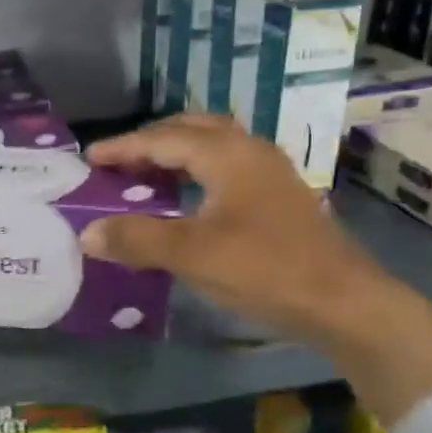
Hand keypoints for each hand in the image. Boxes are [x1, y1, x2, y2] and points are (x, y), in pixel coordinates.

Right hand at [80, 113, 385, 341]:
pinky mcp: (280, 198)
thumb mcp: (192, 255)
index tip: (90, 157)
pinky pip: (228, 168)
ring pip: (215, 147)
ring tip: (147, 176)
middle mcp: (250, 151)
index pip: (164, 139)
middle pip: (193, 130)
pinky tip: (190, 200)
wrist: (343, 302)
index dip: (124, 147)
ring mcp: (271, 173)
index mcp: (228, 154)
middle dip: (152, 141)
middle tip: (119, 162)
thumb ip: (137, 239)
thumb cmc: (265, 270)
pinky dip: (199, 173)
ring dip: (178, 155)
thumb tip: (88, 232)